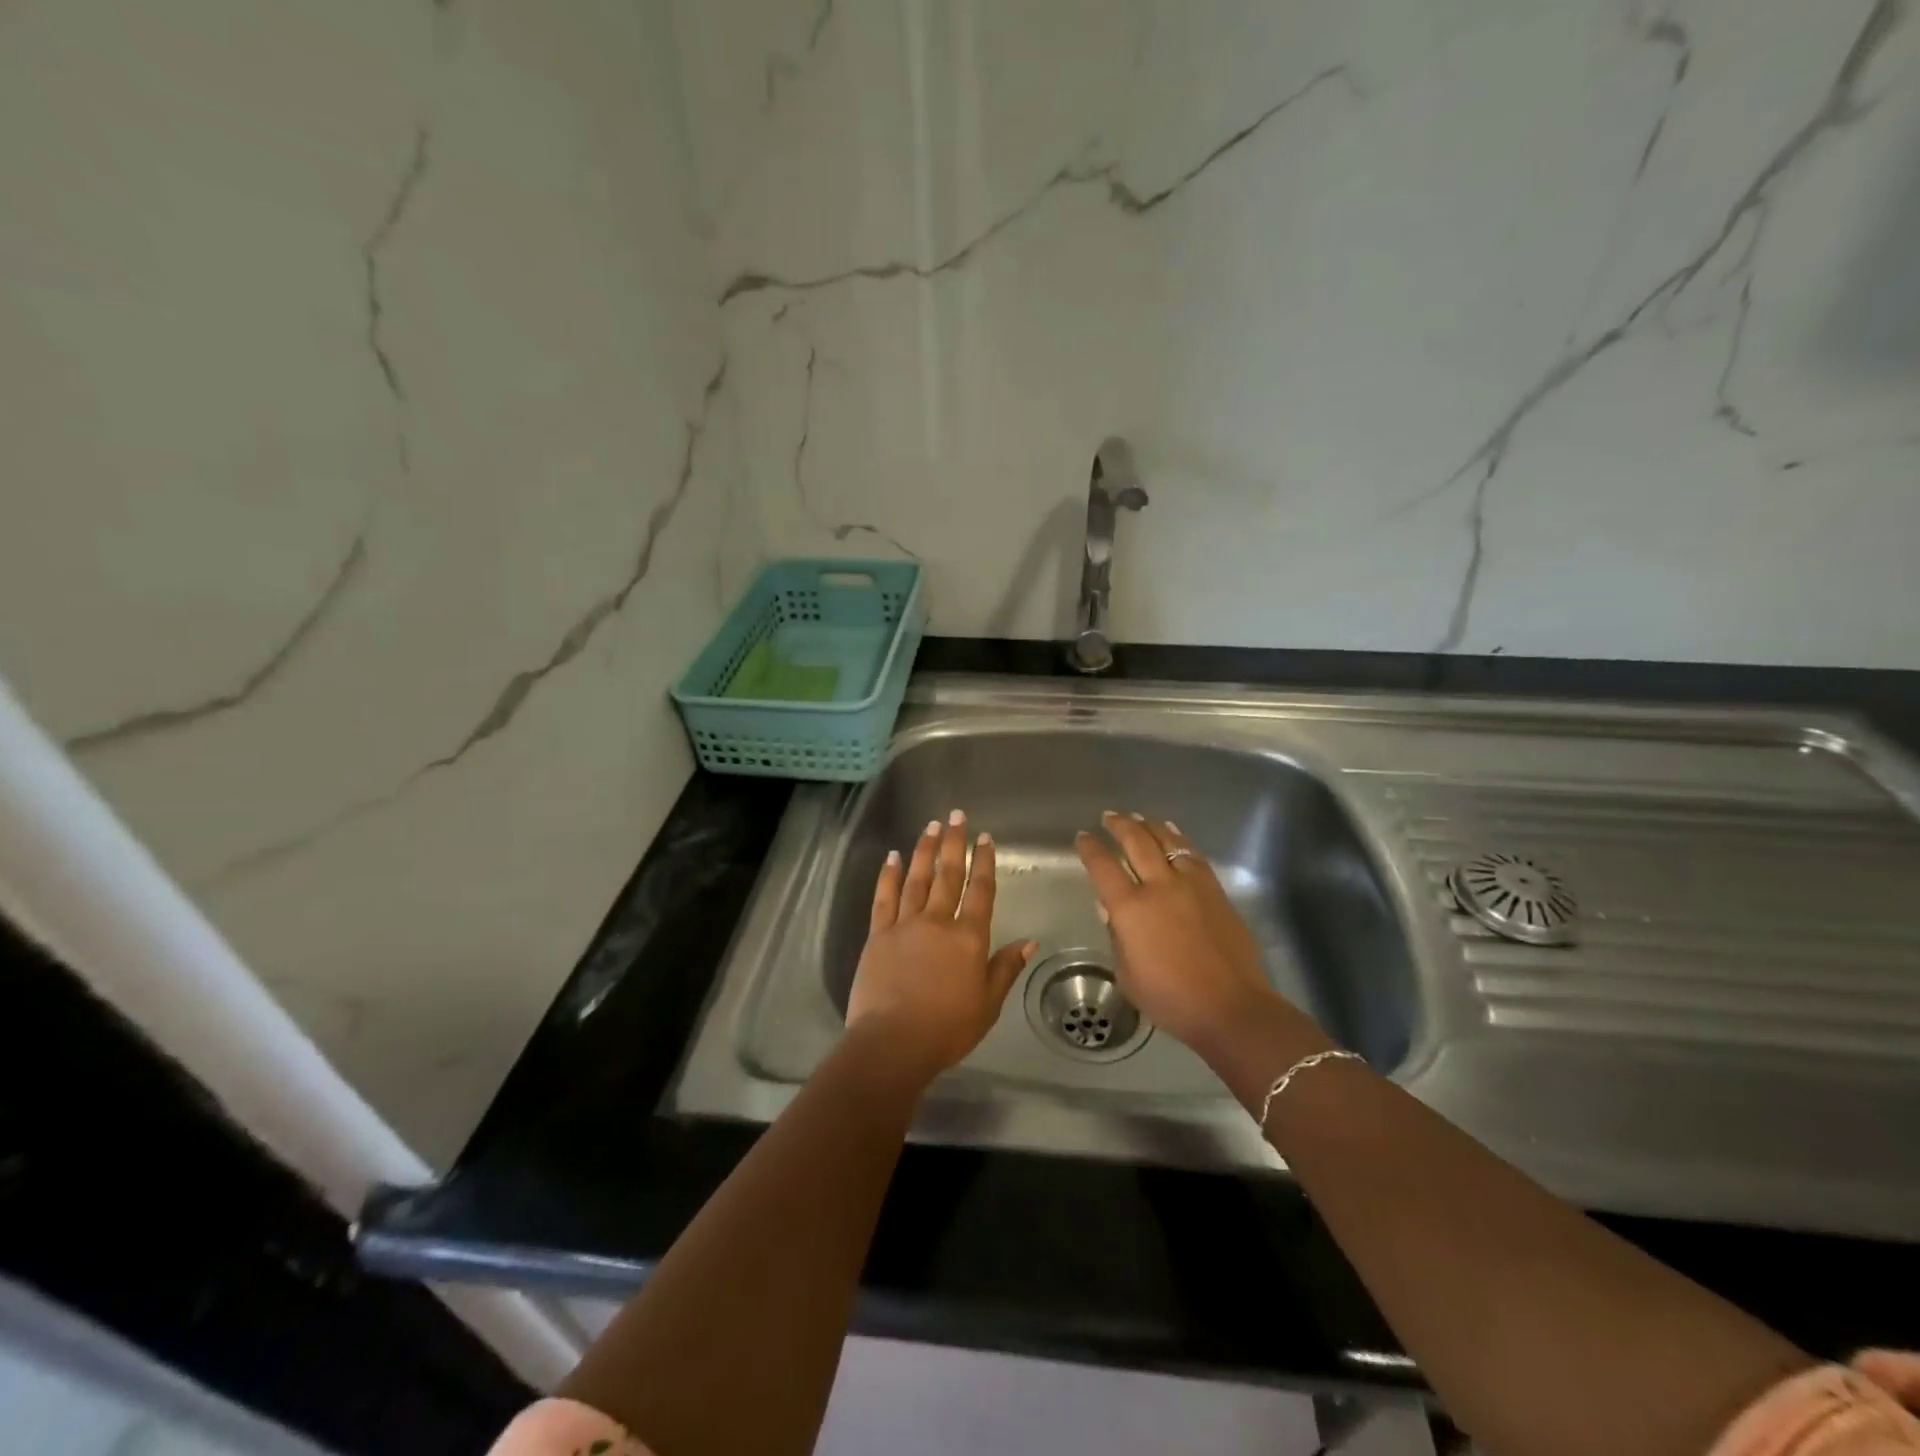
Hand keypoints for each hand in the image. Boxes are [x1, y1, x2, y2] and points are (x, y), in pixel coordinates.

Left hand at [846, 810, 1036, 1086]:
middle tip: (956, 815)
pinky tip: (893, 856)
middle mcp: (938, 922)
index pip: (980, 891)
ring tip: (931, 826)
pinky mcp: (878, 935)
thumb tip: (1030, 941)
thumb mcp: (988, 1004)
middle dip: (954, 843)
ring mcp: (905, 925)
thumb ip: (1005, 968)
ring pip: (917, 879)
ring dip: (925, 850)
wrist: (893, 1043)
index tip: (985, 838)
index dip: (984, 862)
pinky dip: (889, 875)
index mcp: (969, 938)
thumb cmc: (947, 1029)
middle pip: (948, 875)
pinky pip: (884, 898)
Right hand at [1076, 811, 1305, 1054]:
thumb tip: (1113, 912)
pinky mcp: (1215, 890)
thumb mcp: (1128, 975)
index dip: (1090, 848)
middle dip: (1119, 825)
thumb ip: (1117, 937)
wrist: (1231, 1007)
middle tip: (1109, 817)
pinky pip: (1192, 854)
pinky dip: (1178, 839)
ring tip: (1139, 818)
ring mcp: (1190, 885)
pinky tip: (1173, 835)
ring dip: (1149, 825)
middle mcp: (1159, 887)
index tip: (1083, 837)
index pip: (1103, 866)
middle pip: (1136, 842)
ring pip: (1167, 841)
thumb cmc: (1171, 999)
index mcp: (1130, 909)